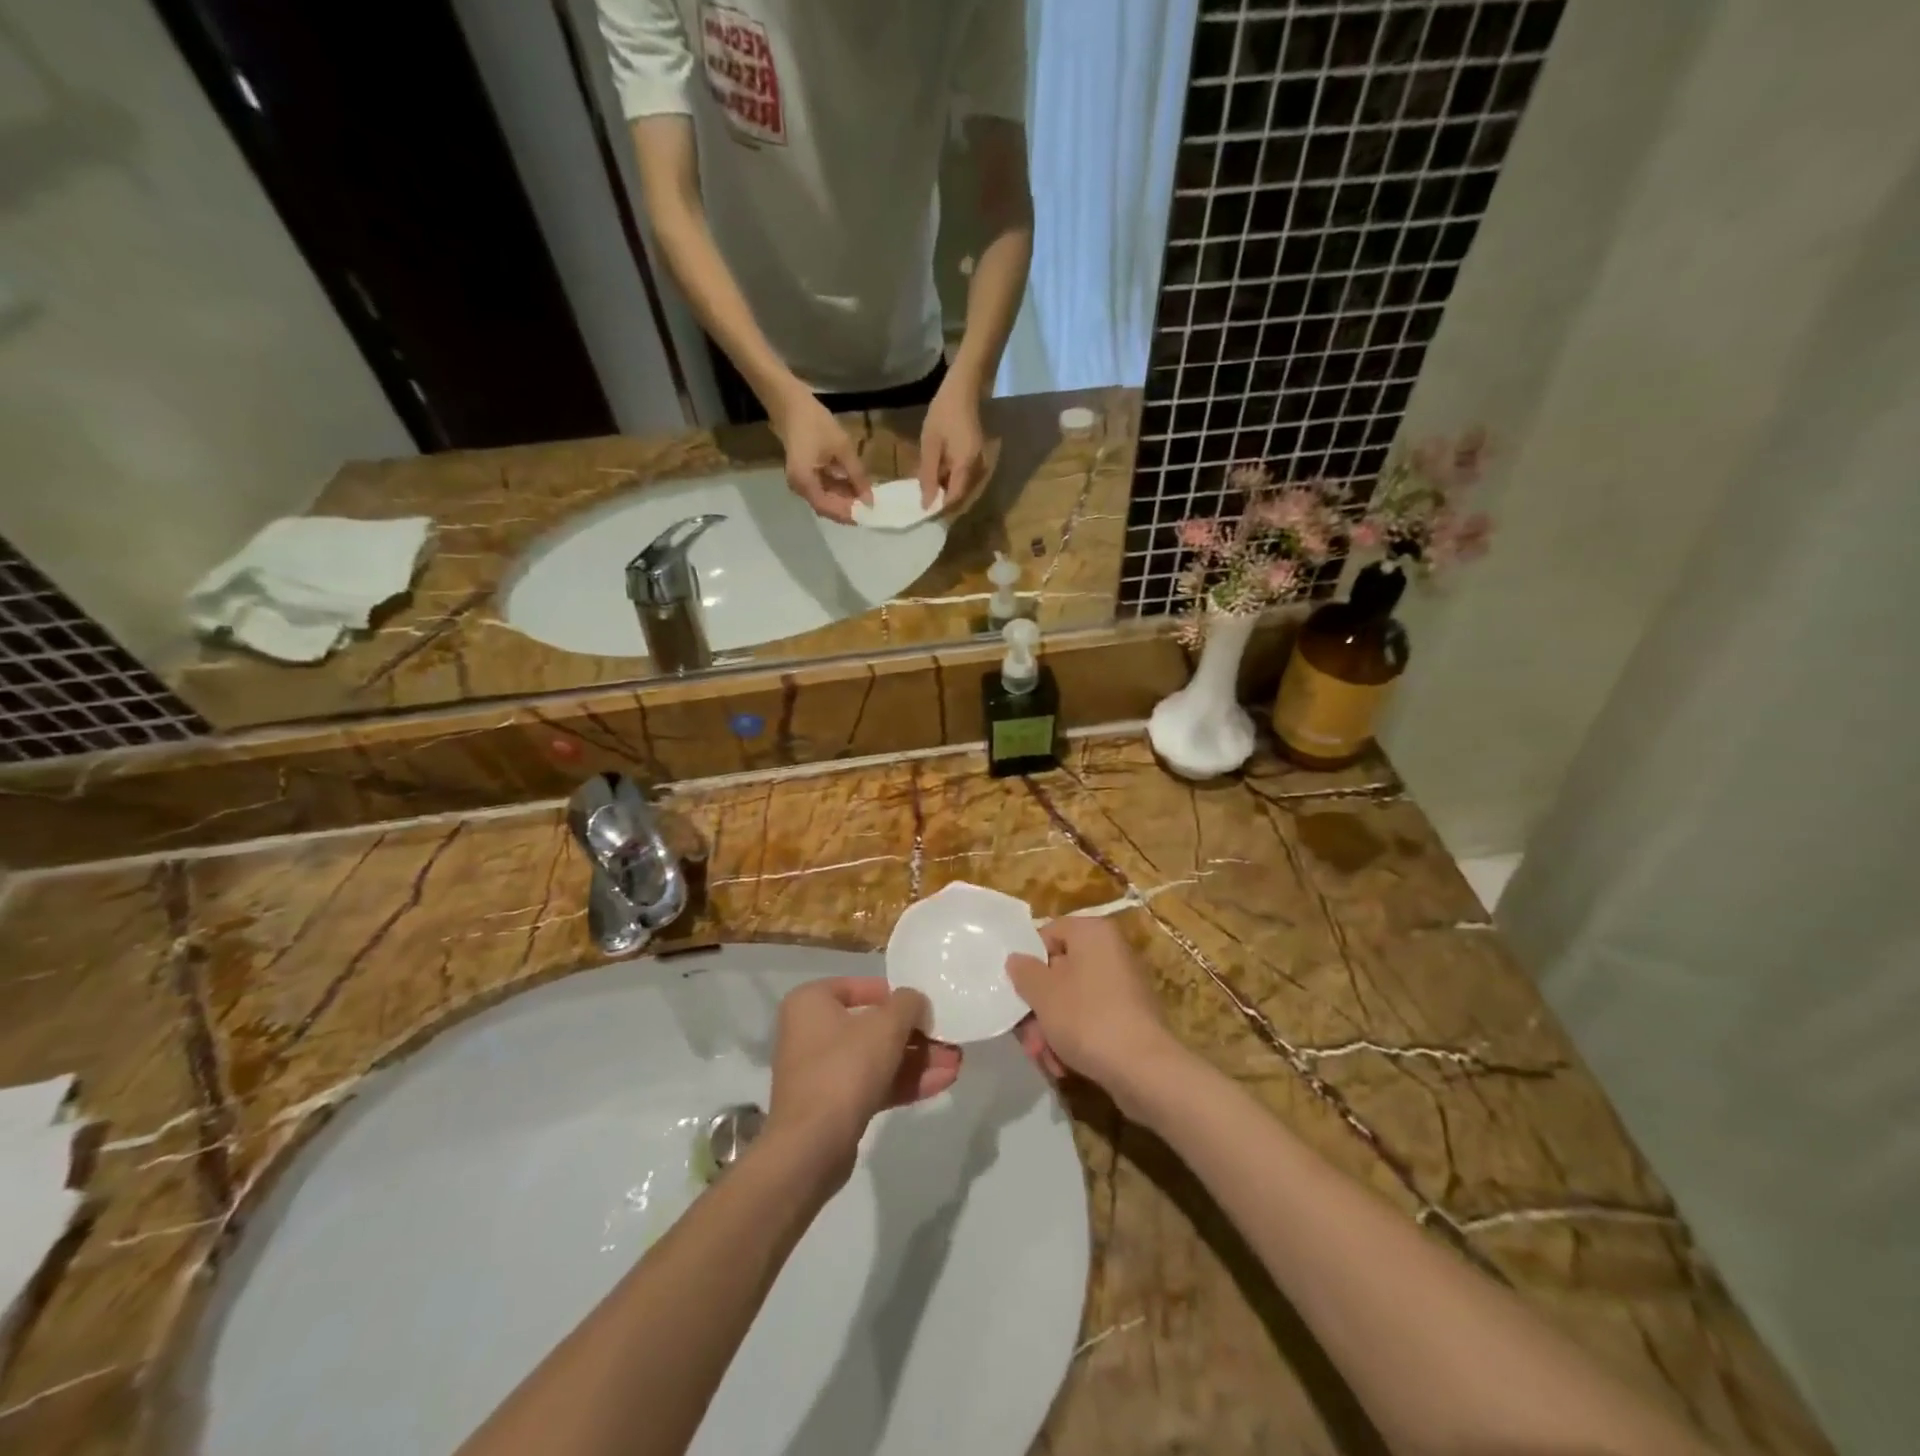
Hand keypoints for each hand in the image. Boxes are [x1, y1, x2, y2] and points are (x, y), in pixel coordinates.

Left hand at [765, 977, 961, 1183]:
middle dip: (915, 1035)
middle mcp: (810, 1031)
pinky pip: (872, 1084)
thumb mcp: (886, 1025)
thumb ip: (909, 1004)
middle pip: (872, 1026)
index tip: (925, 1007)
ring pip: (876, 1058)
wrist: (811, 1147)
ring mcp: (821, 1070)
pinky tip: (941, 1083)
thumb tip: (917, 1003)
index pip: (860, 987)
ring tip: (955, 1063)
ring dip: (916, 1060)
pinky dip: (904, 1082)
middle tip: (948, 1039)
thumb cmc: (845, 1067)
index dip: (897, 996)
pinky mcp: (832, 1105)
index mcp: (811, 1002)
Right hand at [770, 385, 872, 522]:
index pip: (827, 508)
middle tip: (870, 506)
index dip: (848, 514)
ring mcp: (800, 481)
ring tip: (866, 496)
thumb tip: (870, 500)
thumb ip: (857, 476)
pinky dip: (838, 489)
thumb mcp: (842, 448)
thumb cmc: (815, 422)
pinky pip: (822, 488)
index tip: (867, 514)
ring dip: (845, 499)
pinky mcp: (804, 475)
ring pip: (825, 498)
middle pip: (826, 507)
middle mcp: (799, 487)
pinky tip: (854, 485)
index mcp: (804, 481)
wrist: (790, 402)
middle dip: (848, 508)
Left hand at [918, 378, 988, 514]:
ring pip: (964, 489)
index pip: (955, 498)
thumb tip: (926, 504)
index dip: (940, 508)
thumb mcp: (930, 444)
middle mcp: (979, 469)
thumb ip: (928, 475)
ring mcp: (981, 464)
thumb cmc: (943, 413)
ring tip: (928, 492)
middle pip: (962, 497)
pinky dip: (952, 482)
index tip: (923, 511)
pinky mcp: (979, 459)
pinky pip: (966, 478)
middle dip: (943, 503)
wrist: (963, 389)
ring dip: (947, 493)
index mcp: (967, 466)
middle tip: (923, 503)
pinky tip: (938, 477)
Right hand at [1005, 917, 1186, 1117]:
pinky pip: (1093, 1018)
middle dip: (1039, 1007)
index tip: (1016, 989)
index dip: (1028, 961)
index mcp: (1093, 933)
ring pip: (1073, 999)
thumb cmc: (1086, 1017)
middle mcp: (1112, 951)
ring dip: (1052, 1028)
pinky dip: (1076, 1038)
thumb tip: (1017, 959)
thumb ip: (1024, 971)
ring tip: (1044, 1058)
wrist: (1143, 1069)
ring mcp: (1124, 985)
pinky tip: (1064, 1065)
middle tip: (1027, 1036)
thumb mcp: (1043, 993)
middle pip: (1060, 971)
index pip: (1049, 933)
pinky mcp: (1131, 1017)